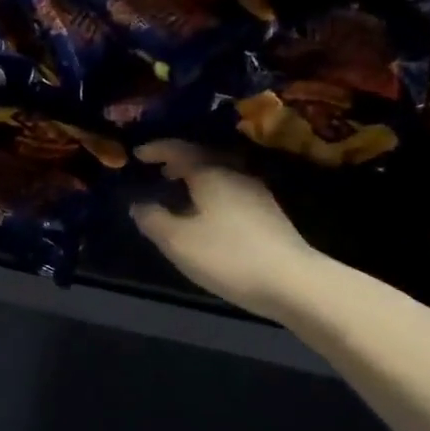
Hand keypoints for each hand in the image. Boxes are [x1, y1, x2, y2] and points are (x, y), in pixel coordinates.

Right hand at [130, 141, 321, 319]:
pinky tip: (206, 216)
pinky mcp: (268, 213)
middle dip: (177, 162)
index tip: (136, 154)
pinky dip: (210, 194)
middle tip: (157, 172)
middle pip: (202, 158)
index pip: (179, 149)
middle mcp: (235, 174)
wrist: (293, 281)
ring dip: (195, 179)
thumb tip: (138, 205)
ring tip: (178, 194)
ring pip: (218, 175)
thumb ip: (153, 220)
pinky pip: (230, 191)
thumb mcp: (178, 241)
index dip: (156, 149)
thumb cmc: (228, 256)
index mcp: (211, 173)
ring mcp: (256, 192)